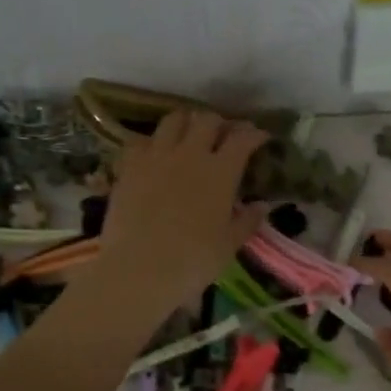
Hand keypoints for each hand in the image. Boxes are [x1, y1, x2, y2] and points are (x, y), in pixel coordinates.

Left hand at [90, 110, 268, 315]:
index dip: (254, 134)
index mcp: (220, 172)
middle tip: (224, 136)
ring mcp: (156, 156)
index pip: (242, 139)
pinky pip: (141, 140)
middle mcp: (190, 154)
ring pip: (173, 120)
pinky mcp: (128, 167)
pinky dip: (153, 142)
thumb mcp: (229, 245)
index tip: (260, 137)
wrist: (139, 270)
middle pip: (207, 120)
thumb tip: (262, 205)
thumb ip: (247, 221)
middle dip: (220, 124)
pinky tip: (155, 154)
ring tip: (189, 135)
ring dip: (186, 123)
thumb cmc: (193, 261)